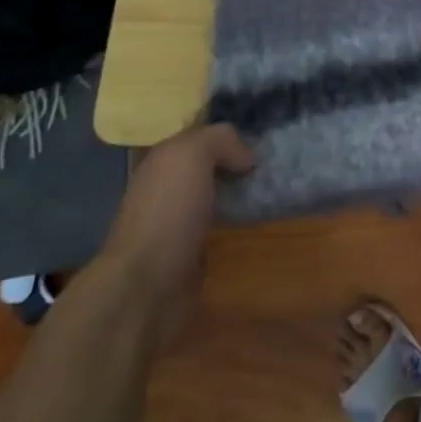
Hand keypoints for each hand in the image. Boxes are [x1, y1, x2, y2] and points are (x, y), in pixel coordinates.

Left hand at [96, 123, 254, 351]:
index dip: (229, 135)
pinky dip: (238, 222)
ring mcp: (177, 223)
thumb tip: (245, 159)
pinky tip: (257, 220)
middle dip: (238, 163)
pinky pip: (220, 226)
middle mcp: (166, 188)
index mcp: (161, 162)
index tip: (263, 138)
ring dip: (241, 194)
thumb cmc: (168, 212)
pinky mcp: (190, 254)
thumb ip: (220, 140)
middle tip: (274, 164)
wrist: (146, 286)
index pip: (199, 136)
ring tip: (273, 190)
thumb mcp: (192, 154)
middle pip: (210, 166)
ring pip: (216, 196)